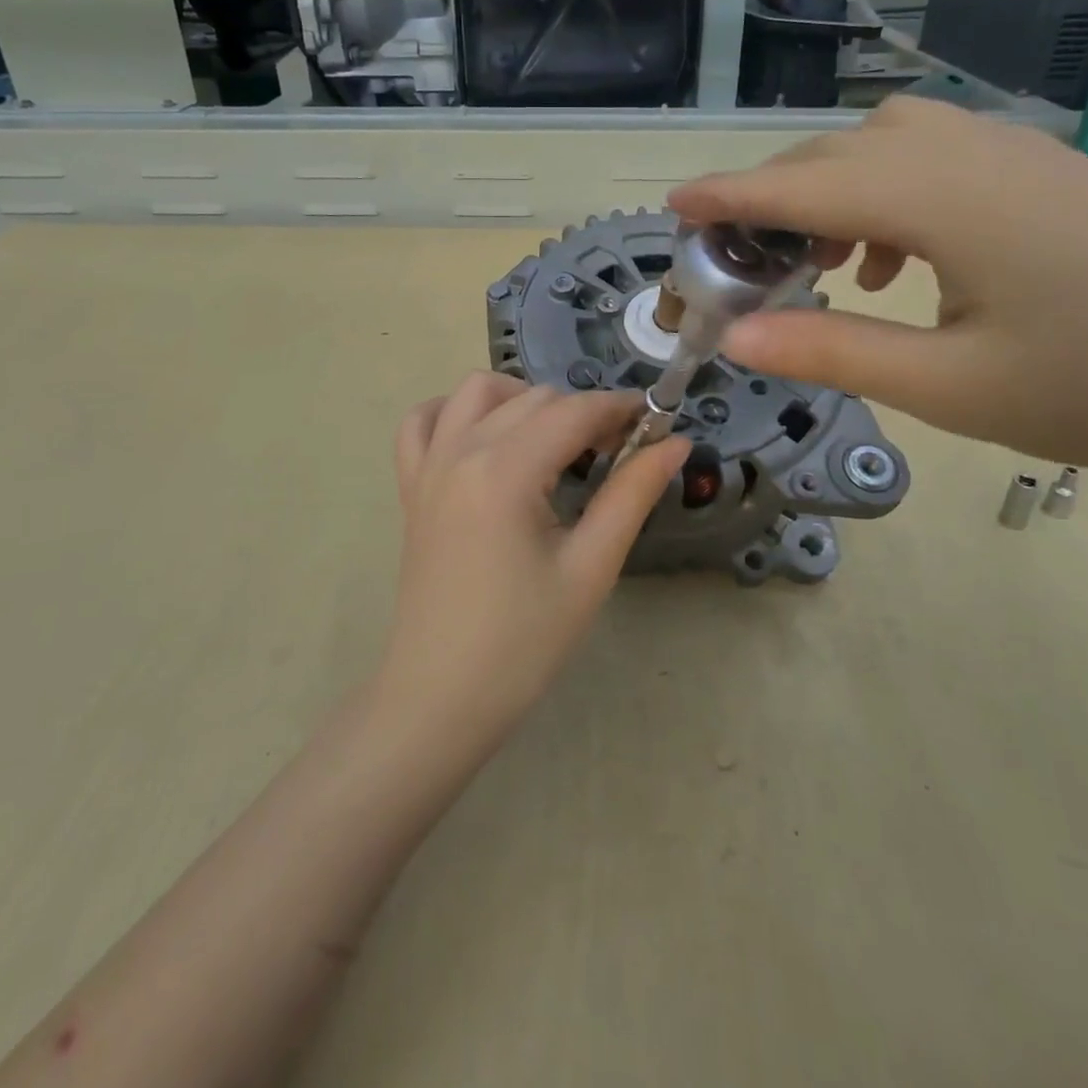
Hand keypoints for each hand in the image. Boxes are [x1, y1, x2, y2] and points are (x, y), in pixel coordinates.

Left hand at [378, 372, 689, 746]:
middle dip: (583, 411)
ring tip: (555, 440)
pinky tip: (485, 436)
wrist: (441, 695)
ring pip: (476, 393)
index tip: (655, 423)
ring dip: (523, 398)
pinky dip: (455, 412)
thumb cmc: (523, 642)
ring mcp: (427, 466)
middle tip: (619, 451)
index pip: (573, 412)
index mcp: (504, 471)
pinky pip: (422, 423)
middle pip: (533, 398)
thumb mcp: (590, 568)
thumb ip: (632, 494)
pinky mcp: (411, 487)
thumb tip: (675, 443)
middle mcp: (460, 452)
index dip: (620, 409)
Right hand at [669, 98, 1087, 480]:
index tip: (675, 206)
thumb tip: (735, 341)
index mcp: (941, 200)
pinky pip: (934, 155)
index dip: (730, 197)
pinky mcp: (1042, 170)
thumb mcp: (946, 387)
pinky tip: (897, 260)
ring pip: (885, 144)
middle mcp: (970, 153)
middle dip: (774, 199)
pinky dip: (885, 193)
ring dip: (832, 192)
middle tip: (741, 261)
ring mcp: (1014, 154)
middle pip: (837, 155)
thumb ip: (831, 352)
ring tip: (821, 264)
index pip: (803, 186)